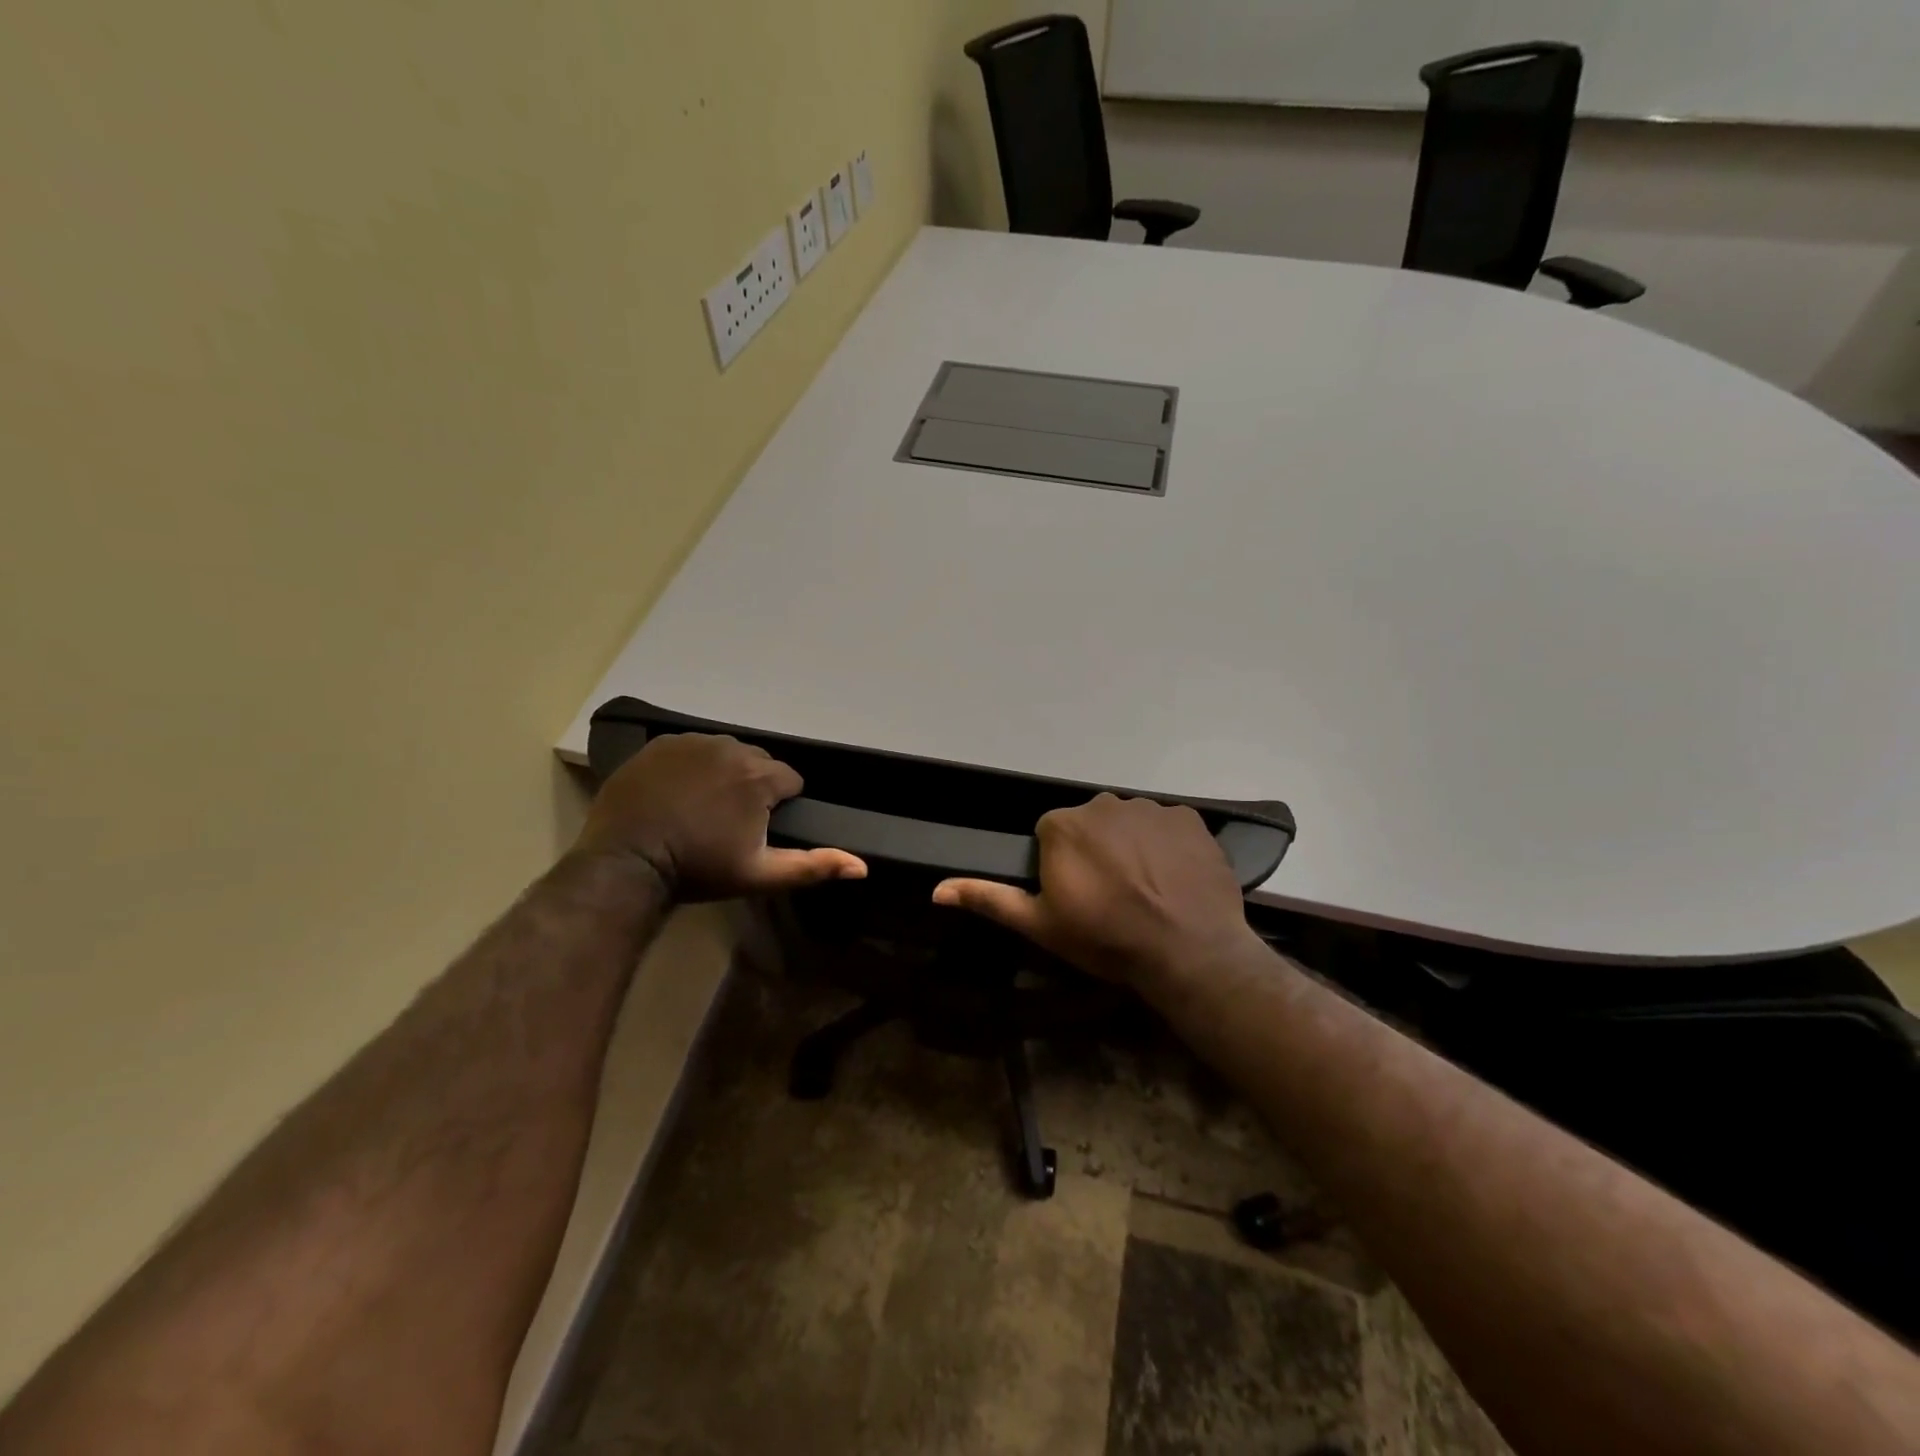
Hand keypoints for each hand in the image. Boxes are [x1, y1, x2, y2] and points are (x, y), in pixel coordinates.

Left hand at [575, 733, 865, 901]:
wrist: (627, 862)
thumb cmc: (699, 869)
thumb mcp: (760, 875)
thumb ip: (813, 866)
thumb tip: (862, 867)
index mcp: (760, 777)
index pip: (790, 780)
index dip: (779, 806)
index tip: (757, 830)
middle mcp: (732, 748)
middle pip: (759, 763)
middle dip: (753, 787)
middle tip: (729, 821)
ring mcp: (693, 742)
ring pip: (726, 752)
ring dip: (724, 773)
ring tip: (702, 806)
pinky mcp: (662, 744)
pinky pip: (692, 748)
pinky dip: (693, 765)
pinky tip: (677, 792)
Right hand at [931, 794, 1256, 990]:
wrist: (1187, 951)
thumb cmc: (1105, 938)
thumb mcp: (1040, 925)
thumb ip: (990, 899)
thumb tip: (937, 890)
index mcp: (1063, 825)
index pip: (1052, 835)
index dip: (1062, 867)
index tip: (1078, 897)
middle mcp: (1103, 803)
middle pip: (1091, 824)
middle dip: (1096, 851)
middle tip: (1112, 895)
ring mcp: (1150, 807)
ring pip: (1130, 823)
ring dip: (1132, 846)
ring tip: (1147, 889)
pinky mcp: (1189, 818)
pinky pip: (1168, 826)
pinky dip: (1168, 846)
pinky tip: (1174, 878)